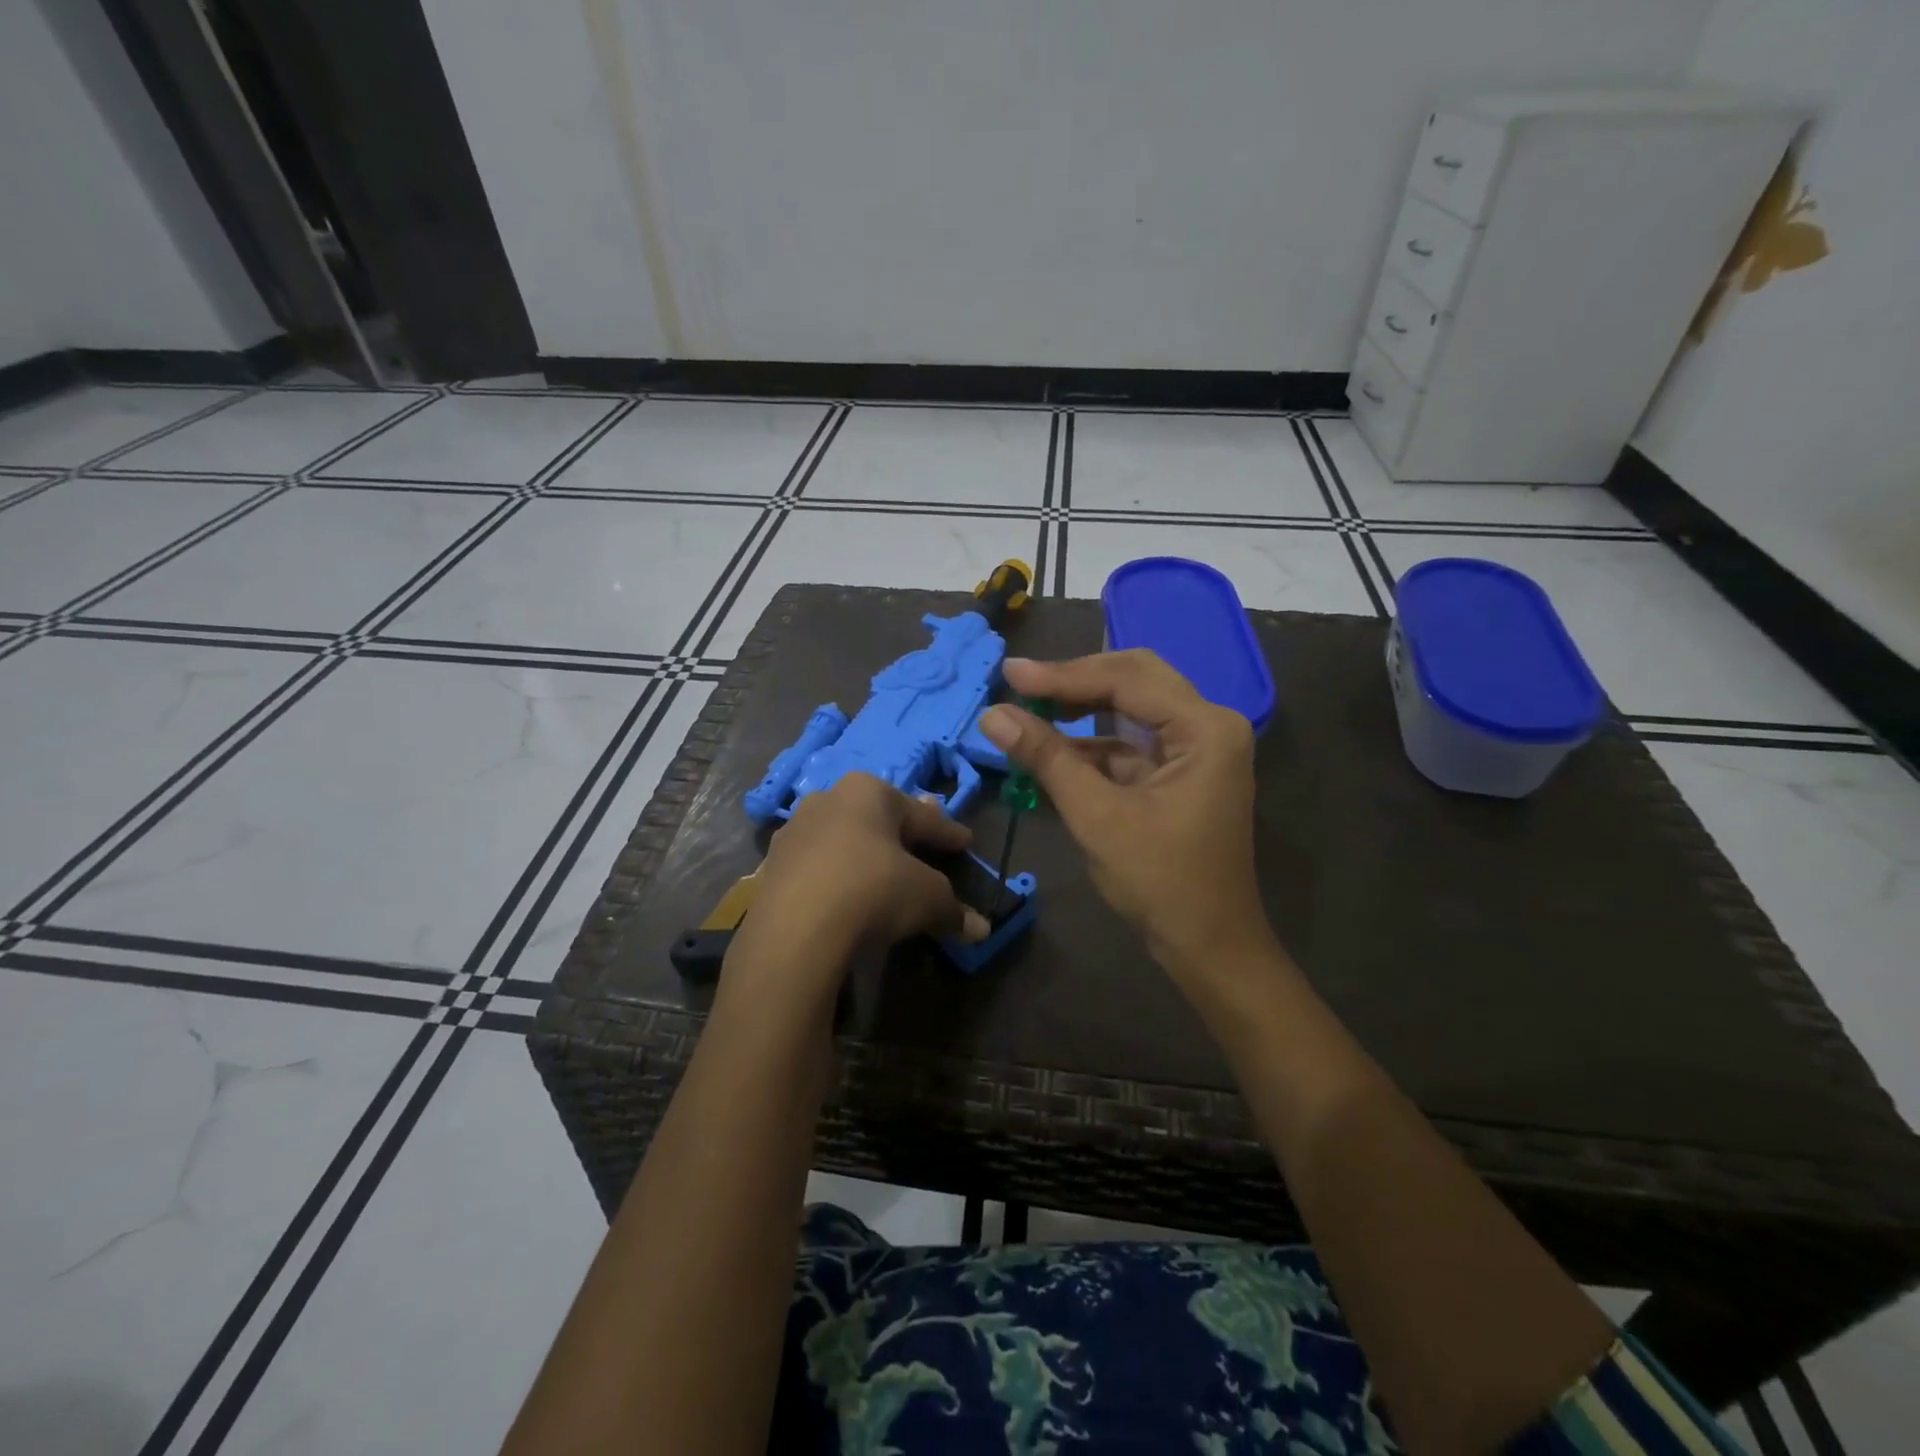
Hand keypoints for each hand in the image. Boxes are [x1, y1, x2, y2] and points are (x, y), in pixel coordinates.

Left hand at [727, 774, 990, 1004]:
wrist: (795, 930)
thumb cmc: (873, 891)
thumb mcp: (927, 898)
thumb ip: (954, 910)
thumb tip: (981, 929)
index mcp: (869, 791)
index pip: (922, 816)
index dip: (947, 833)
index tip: (965, 842)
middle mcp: (828, 800)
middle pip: (877, 819)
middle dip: (902, 832)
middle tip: (922, 844)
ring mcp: (794, 832)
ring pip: (842, 839)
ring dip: (862, 853)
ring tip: (880, 870)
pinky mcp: (771, 866)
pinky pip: (816, 867)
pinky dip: (835, 877)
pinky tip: (843, 894)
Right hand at [979, 651, 1274, 982]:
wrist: (1208, 947)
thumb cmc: (1160, 883)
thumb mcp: (1097, 817)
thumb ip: (1047, 759)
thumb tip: (992, 715)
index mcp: (1204, 729)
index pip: (1126, 680)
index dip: (1063, 675)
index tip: (1010, 674)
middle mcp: (1208, 726)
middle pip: (1133, 680)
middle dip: (1074, 681)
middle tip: (1020, 683)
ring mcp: (1196, 749)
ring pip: (1130, 708)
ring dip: (1080, 709)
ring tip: (1026, 709)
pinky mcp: (1178, 772)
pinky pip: (1129, 742)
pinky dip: (1090, 744)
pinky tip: (1049, 748)